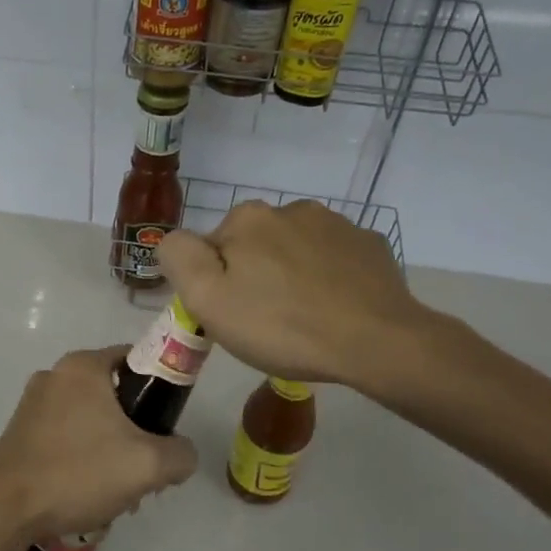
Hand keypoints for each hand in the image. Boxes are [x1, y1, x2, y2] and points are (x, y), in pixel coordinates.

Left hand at [0, 346, 197, 548]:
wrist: (6, 509)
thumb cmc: (78, 473)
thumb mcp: (148, 465)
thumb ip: (180, 454)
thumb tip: (182, 454)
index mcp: (83, 366)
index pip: (136, 360)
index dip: (159, 390)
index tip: (166, 425)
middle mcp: (55, 374)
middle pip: (113, 393)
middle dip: (134, 429)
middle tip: (145, 466)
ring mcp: (32, 402)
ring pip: (89, 418)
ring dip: (109, 447)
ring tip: (117, 488)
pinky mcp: (19, 430)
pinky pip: (65, 434)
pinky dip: (82, 455)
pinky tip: (87, 491)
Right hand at [157, 199, 436, 389]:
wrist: (376, 341)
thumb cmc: (282, 326)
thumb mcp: (208, 300)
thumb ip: (179, 258)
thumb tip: (174, 240)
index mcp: (247, 219)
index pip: (211, 249)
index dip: (215, 284)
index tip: (232, 316)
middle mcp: (290, 209)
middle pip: (254, 246)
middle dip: (254, 275)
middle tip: (266, 322)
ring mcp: (336, 224)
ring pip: (295, 250)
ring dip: (291, 274)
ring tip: (303, 318)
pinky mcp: (370, 245)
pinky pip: (334, 259)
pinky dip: (328, 278)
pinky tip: (335, 309)